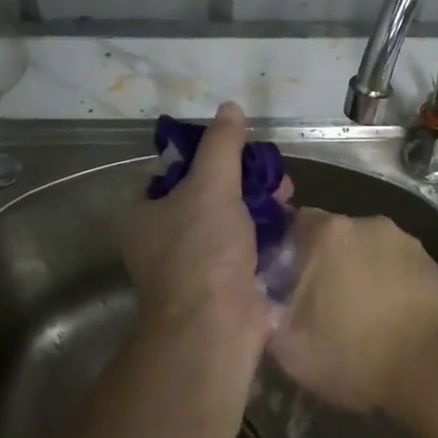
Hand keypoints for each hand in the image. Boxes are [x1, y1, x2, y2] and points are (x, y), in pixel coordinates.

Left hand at [123, 102, 275, 360]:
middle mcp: (165, 240)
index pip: (173, 173)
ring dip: (260, 207)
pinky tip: (290, 225)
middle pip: (207, 196)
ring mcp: (195, 266)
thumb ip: (221, 145)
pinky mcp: (224, 287)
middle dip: (244, 182)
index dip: (206, 157)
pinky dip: (266, 237)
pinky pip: (246, 250)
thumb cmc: (202, 250)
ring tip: (288, 196)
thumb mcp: (211, 184)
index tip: (237, 151)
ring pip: (230, 222)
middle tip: (272, 175)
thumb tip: (229, 108)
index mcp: (147, 215)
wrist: (215, 329)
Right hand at [270, 210, 437, 412]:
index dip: (286, 252)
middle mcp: (366, 223)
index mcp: (327, 233)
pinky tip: (391, 320)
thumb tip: (264, 301)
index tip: (284, 282)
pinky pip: (397, 268)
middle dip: (325, 263)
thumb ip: (267, 314)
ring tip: (360, 317)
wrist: (435, 366)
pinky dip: (390, 285)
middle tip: (320, 304)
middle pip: (333, 237)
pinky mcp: (432, 262)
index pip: (294, 224)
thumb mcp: (290, 347)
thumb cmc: (355, 352)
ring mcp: (404, 240)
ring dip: (360, 274)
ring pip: (368, 252)